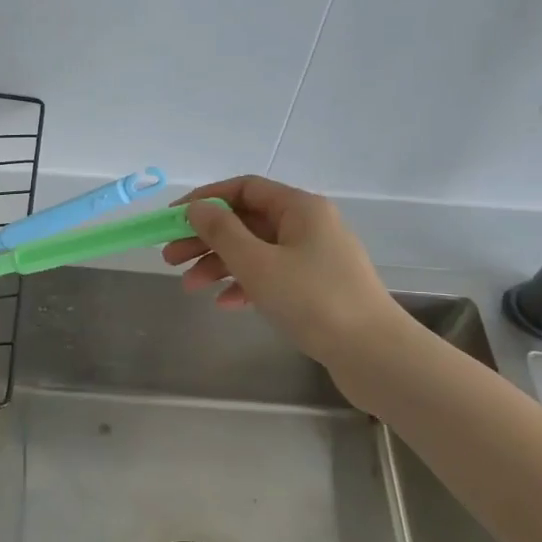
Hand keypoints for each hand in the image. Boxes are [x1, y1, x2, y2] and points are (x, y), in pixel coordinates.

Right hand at [163, 176, 406, 366]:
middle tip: (169, 257)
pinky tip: (225, 304)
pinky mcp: (317, 287)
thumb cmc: (312, 300)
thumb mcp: (257, 263)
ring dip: (220, 265)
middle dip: (206, 238)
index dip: (205, 200)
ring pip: (256, 251)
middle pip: (247, 221)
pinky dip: (246, 285)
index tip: (173, 220)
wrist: (372, 353)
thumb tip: (197, 207)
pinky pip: (272, 276)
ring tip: (188, 286)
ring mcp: (315, 257)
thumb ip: (221, 232)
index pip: (244, 188)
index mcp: (300, 208)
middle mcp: (309, 225)